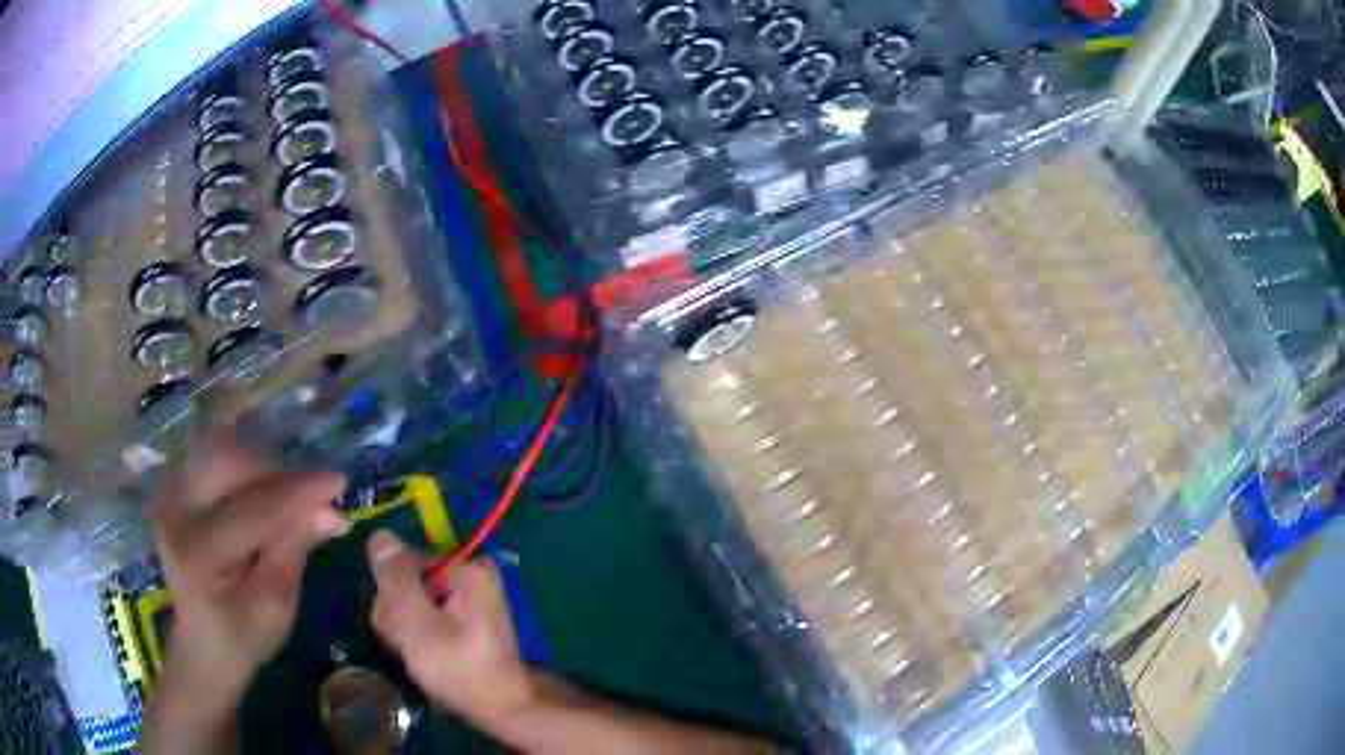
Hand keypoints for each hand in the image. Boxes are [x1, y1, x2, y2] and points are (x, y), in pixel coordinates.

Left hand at [149, 433, 347, 710]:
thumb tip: (330, 509)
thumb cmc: (242, 636)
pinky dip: (244, 469)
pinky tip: (260, 495)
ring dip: (260, 468)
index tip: (339, 480)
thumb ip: (294, 551)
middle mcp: (174, 509)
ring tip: (283, 501)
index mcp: (197, 552)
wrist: (200, 642)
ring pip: (220, 450)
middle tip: (308, 500)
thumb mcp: (276, 606)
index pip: (252, 509)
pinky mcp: (172, 486)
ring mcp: (168, 492)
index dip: (298, 492)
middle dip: (275, 474)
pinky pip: (212, 458)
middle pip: (228, 461)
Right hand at [367, 530, 537, 732]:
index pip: (402, 562)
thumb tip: (380, 534)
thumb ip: (398, 582)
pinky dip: (417, 633)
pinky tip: (427, 654)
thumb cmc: (461, 672)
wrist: (501, 710)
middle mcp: (469, 572)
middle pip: (405, 579)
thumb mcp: (421, 629)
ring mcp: (466, 592)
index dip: (392, 598)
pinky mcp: (462, 612)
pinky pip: (423, 611)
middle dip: (398, 615)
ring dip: (405, 628)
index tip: (403, 632)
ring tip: (421, 655)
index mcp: (467, 568)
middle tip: (412, 648)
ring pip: (409, 598)